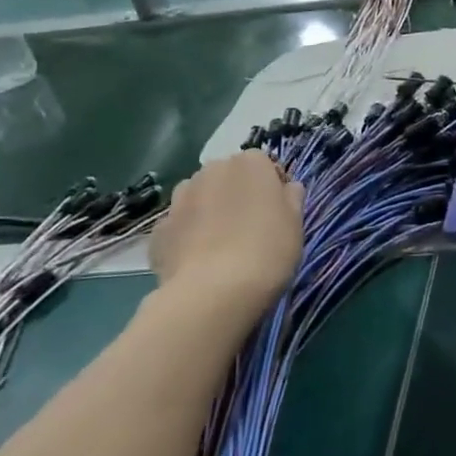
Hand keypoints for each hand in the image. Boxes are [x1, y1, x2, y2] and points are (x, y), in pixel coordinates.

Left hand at [151, 153, 304, 314]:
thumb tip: (288, 188)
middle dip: (236, 195)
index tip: (276, 212)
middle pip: (227, 177)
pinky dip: (187, 237)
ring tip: (220, 245)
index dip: (271, 187)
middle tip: (249, 227)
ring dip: (208, 211)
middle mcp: (211, 170)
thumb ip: (292, 198)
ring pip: (199, 197)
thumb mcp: (296, 223)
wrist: (214, 292)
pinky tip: (197, 262)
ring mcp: (180, 199)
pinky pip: (179, 226)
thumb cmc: (267, 250)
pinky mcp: (159, 229)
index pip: (263, 164)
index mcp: (250, 163)